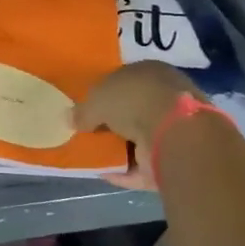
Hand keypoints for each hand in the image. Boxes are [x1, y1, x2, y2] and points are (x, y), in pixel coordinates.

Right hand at [73, 60, 206, 190]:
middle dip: (109, 122)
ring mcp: (172, 128)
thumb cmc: (132, 101)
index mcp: (148, 72)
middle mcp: (164, 96)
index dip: (102, 95)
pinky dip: (124, 170)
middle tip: (86, 133)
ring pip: (137, 138)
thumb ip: (81, 111)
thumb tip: (69, 119)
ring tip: (91, 155)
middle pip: (130, 111)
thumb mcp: (95, 100)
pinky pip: (142, 164)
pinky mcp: (175, 156)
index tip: (85, 110)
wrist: (174, 133)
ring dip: (116, 147)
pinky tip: (103, 173)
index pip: (122, 82)